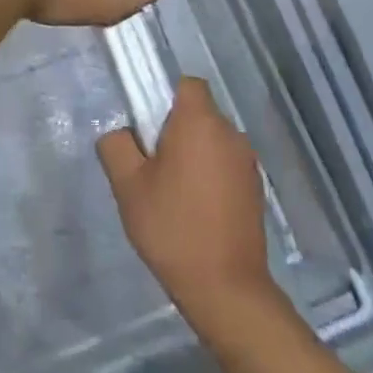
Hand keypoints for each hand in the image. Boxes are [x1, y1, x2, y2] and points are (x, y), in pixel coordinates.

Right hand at [98, 78, 275, 323]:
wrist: (225, 287)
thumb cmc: (172, 227)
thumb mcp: (128, 186)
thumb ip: (116, 146)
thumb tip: (121, 133)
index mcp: (200, 122)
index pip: (187, 84)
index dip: (165, 97)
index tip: (148, 128)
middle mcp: (230, 133)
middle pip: (199, 112)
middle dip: (176, 129)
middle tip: (152, 165)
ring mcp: (247, 162)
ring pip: (212, 140)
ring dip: (194, 153)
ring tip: (172, 192)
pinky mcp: (255, 188)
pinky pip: (226, 164)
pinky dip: (210, 175)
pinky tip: (195, 209)